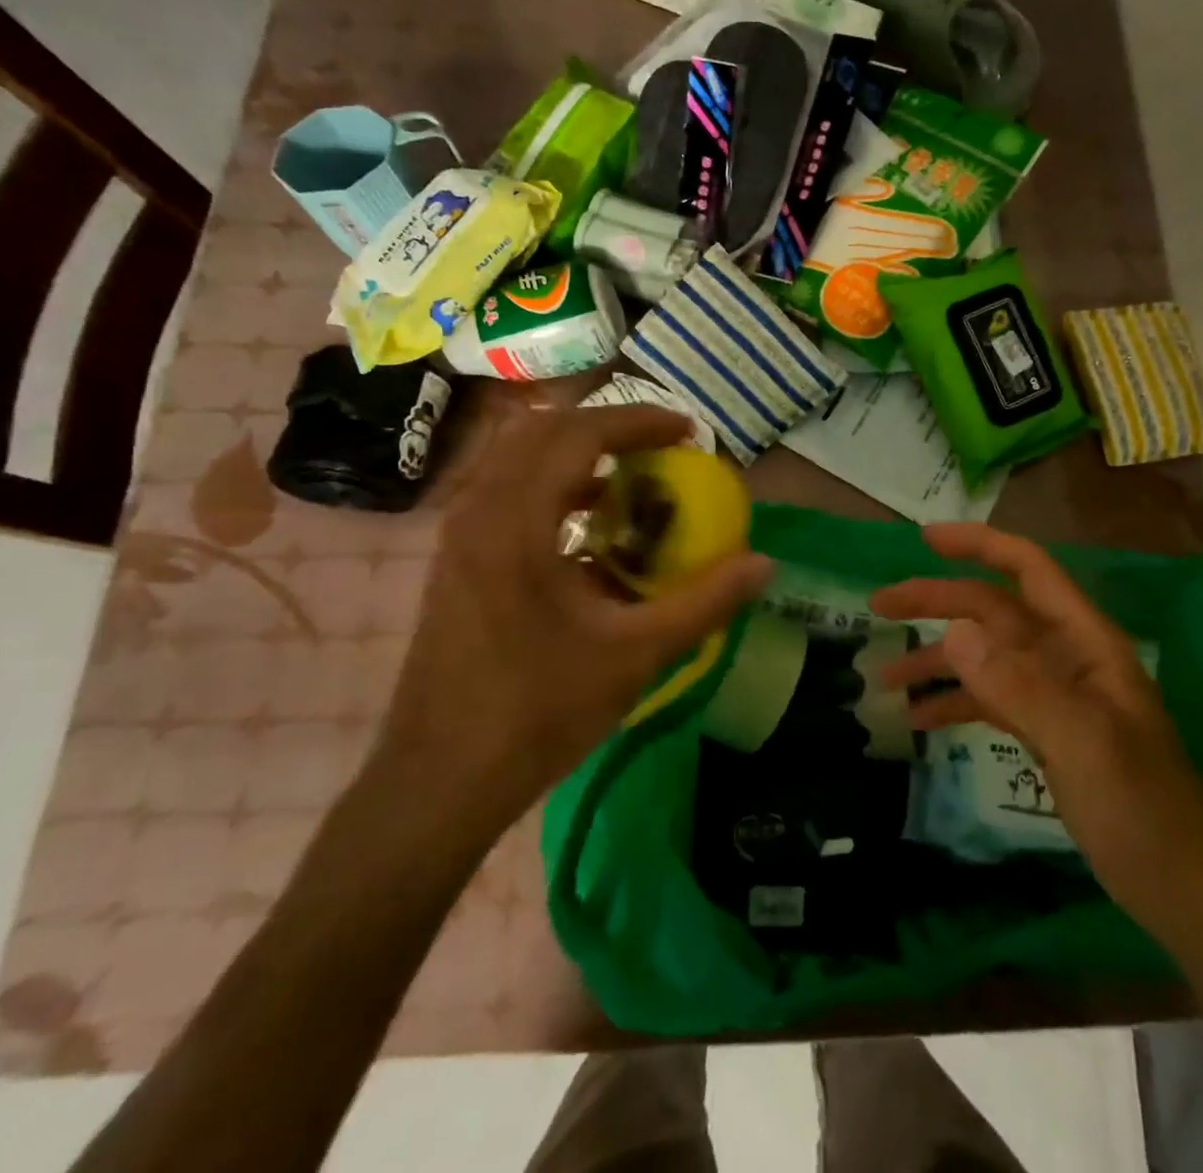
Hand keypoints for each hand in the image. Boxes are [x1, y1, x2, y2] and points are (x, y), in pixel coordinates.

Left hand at [377, 404, 771, 833]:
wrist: (438, 780)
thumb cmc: (537, 713)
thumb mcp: (635, 656)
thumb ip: (704, 603)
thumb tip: (763, 564)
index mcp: (516, 524)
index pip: (579, 435)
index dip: (638, 421)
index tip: (687, 432)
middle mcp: (479, 513)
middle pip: (543, 431)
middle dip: (608, 428)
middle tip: (661, 448)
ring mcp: (459, 536)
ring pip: (518, 458)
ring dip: (576, 454)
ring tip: (630, 481)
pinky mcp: (455, 560)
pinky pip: (506, 492)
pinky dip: (553, 486)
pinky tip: (589, 529)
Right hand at [868, 522, 1202, 943]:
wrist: (1183, 889)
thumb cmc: (1143, 811)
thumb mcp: (1083, 745)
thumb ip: (1020, 686)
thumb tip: (953, 631)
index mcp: (1086, 642)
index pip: (1029, 570)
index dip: (979, 545)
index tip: (924, 540)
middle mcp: (1067, 657)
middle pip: (993, 611)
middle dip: (938, 603)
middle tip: (879, 606)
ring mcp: (1054, 696)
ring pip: (986, 657)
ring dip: (937, 660)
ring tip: (886, 676)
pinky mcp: (1045, 731)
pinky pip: (990, 700)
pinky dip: (954, 703)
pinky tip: (918, 721)